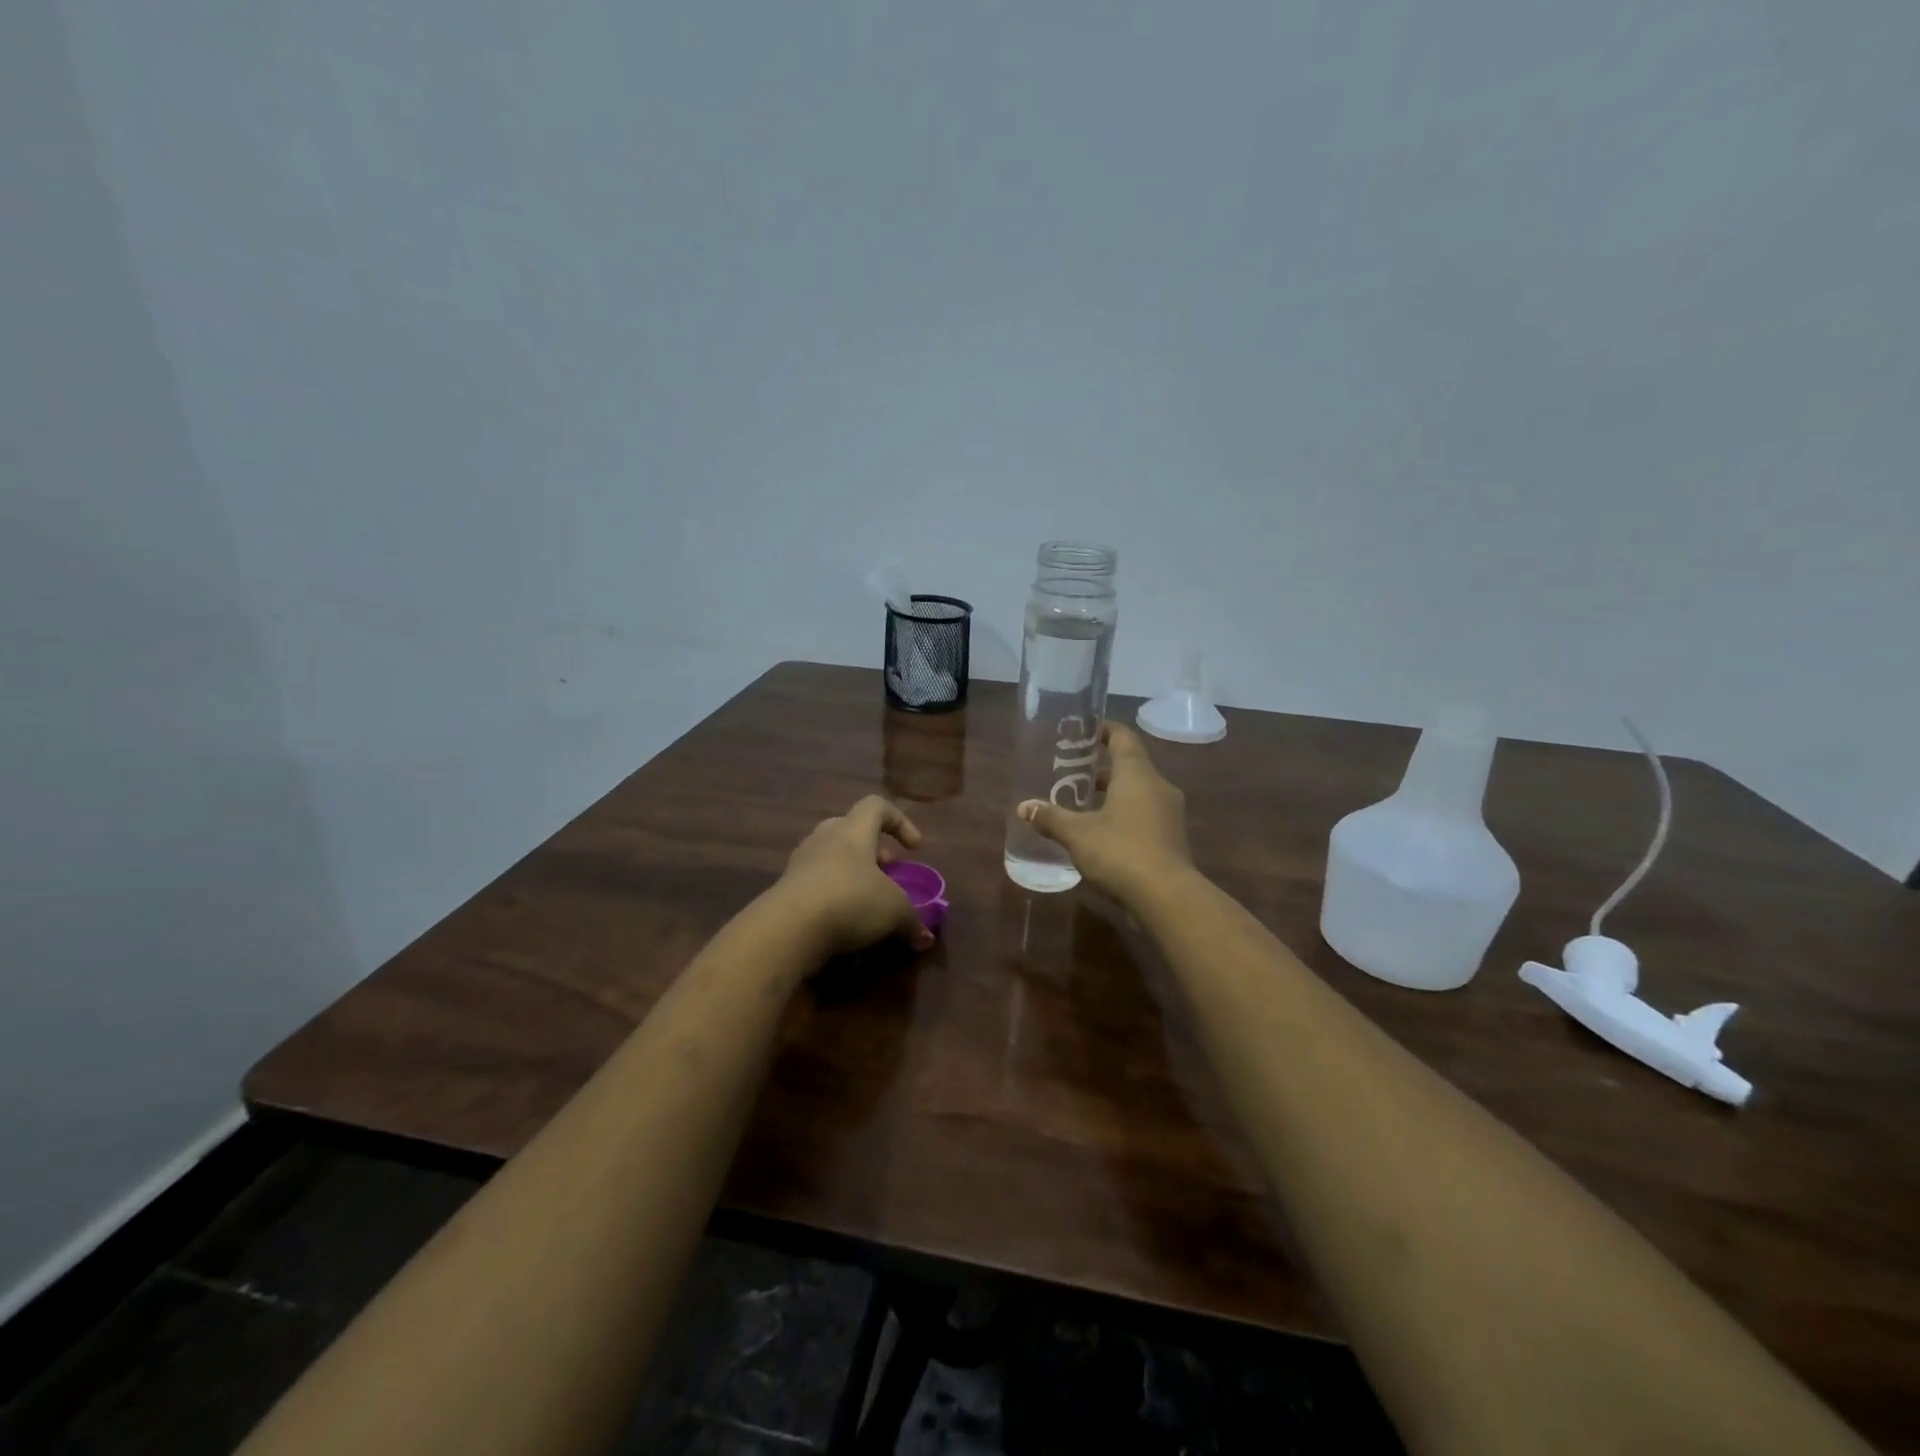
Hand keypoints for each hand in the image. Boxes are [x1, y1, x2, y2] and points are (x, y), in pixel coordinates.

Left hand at [775, 796, 935, 956]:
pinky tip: (845, 924)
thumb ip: (912, 921)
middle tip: (889, 874)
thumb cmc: (850, 901)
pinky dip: (834, 898)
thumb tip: (925, 937)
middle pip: (851, 831)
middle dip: (874, 852)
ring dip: (853, 876)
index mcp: (853, 830)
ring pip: (832, 859)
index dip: (900, 822)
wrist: (787, 929)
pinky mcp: (785, 890)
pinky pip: (817, 885)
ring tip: (869, 903)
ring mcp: (801, 863)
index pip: (877, 806)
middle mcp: (825, 838)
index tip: (914, 849)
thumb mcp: (894, 911)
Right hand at [1017, 722, 1193, 904]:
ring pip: (1137, 794)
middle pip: (1129, 767)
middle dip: (1100, 770)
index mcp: (1137, 774)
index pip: (1122, 738)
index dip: (1104, 730)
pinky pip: (1144, 816)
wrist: (1167, 897)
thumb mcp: (1077, 834)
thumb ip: (1051, 818)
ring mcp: (1168, 814)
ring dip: (1112, 796)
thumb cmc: (1121, 852)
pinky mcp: (1170, 839)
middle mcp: (1157, 787)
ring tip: (1080, 806)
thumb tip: (1023, 807)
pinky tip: (1100, 835)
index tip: (1084, 730)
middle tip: (1071, 774)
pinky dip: (1123, 817)